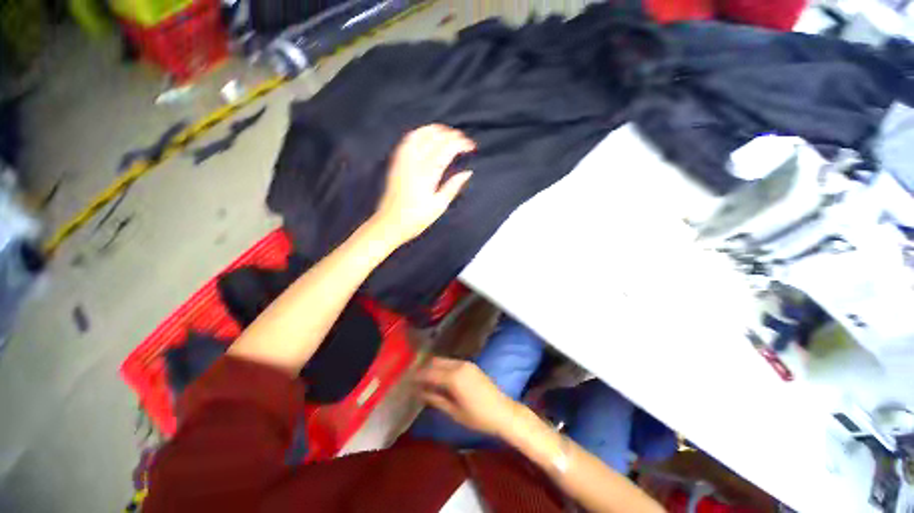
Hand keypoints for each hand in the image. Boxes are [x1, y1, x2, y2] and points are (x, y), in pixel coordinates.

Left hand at [373, 124, 474, 244]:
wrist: (389, 223)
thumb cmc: (416, 219)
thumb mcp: (438, 206)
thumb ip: (453, 187)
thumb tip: (467, 172)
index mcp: (427, 175)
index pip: (446, 149)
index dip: (461, 143)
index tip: (471, 146)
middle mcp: (414, 163)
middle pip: (435, 138)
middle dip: (452, 135)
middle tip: (463, 140)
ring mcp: (403, 160)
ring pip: (420, 134)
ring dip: (436, 130)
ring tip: (448, 133)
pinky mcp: (396, 162)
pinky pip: (408, 140)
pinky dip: (420, 133)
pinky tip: (427, 136)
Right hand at [415, 357, 519, 437]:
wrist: (503, 411)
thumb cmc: (478, 417)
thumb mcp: (454, 411)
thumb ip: (435, 399)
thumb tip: (419, 392)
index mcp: (453, 377)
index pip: (429, 372)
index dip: (417, 376)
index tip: (407, 381)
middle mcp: (459, 365)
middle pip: (436, 362)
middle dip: (424, 369)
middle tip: (414, 380)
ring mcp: (466, 363)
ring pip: (444, 360)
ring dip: (434, 367)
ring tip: (425, 380)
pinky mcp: (471, 365)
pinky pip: (452, 362)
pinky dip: (443, 367)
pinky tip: (440, 378)